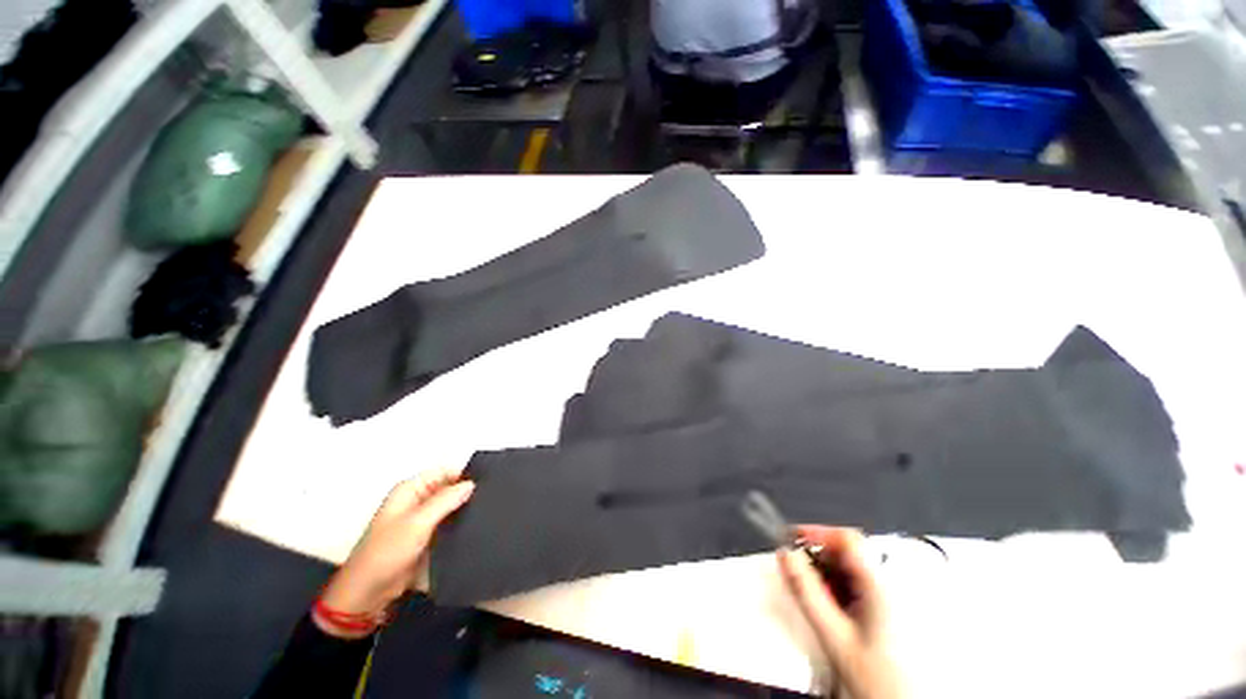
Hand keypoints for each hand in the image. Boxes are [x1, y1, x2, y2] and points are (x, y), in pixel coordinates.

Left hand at [316, 469, 473, 637]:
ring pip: (451, 507)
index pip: (444, 471)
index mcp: (410, 490)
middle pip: (449, 488)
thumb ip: (445, 500)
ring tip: (489, 512)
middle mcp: (417, 500)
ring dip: (465, 510)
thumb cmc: (387, 552)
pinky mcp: (427, 538)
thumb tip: (471, 484)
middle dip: (467, 493)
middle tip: (491, 498)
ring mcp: (422, 520)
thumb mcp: (418, 523)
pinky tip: (477, 528)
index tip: (487, 482)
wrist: (369, 593)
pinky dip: (460, 525)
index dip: (464, 474)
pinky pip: (449, 525)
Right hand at [779, 527, 903, 698]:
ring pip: (851, 569)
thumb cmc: (876, 678)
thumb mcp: (833, 634)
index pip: (847, 538)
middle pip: (848, 551)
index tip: (792, 537)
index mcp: (879, 587)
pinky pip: (857, 585)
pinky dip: (838, 588)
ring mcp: (890, 599)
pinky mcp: (888, 610)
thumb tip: (785, 555)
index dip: (817, 532)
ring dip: (826, 573)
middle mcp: (888, 587)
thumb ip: (806, 592)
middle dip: (818, 556)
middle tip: (797, 570)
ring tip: (814, 595)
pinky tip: (831, 609)